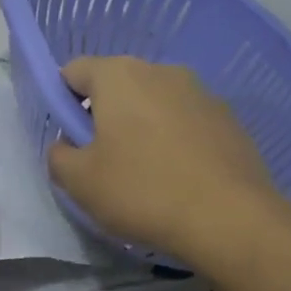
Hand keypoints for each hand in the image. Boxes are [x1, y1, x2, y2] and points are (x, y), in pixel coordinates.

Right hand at [47, 57, 280, 263]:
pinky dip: (175, 139)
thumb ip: (58, 156)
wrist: (232, 220)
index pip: (73, 71)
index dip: (62, 101)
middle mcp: (160, 70)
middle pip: (116, 84)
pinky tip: (179, 178)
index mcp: (118, 75)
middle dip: (104, 114)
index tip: (70, 138)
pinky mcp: (229, 118)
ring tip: (145, 173)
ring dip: (142, 126)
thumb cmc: (143, 191)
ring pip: (154, 101)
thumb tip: (66, 146)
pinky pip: (186, 120)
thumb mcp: (79, 182)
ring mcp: (200, 91)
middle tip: (102, 159)